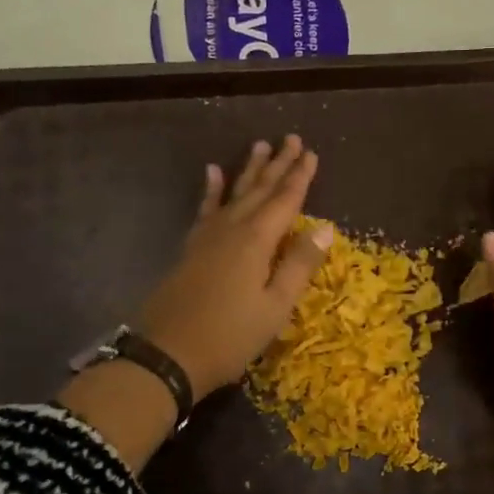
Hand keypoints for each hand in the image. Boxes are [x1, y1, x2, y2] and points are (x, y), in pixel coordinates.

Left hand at [138, 135, 334, 400]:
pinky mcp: (191, 249)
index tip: (312, 153)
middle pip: (259, 190)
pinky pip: (205, 209)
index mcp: (256, 241)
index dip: (300, 177)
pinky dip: (210, 190)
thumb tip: (325, 227)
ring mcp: (207, 237)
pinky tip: (211, 172)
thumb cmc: (230, 336)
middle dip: (278, 164)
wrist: (168, 355)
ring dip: (248, 170)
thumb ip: (299, 264)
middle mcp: (232, 229)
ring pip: (233, 193)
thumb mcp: (275, 306)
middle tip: (291, 138)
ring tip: (259, 145)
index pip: (285, 200)